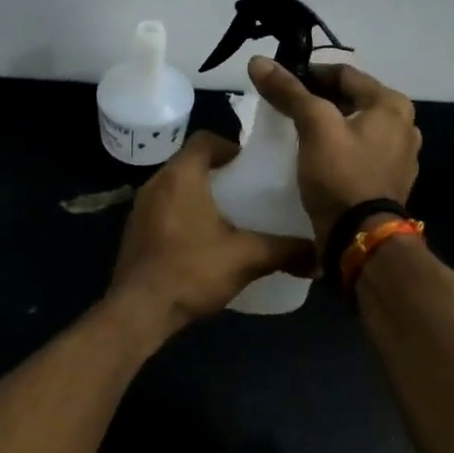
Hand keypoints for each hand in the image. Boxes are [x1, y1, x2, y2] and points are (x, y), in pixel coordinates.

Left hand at [106, 131, 311, 341]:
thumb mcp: (245, 258)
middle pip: (190, 162)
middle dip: (218, 172)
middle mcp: (156, 182)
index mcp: (181, 175)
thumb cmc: (191, 270)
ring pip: (175, 186)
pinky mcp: (134, 231)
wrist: (137, 312)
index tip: (251, 165)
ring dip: (199, 194)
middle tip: (246, 190)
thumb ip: (284, 251)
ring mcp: (140, 207)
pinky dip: (182, 213)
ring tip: (228, 215)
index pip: (205, 139)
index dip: (230, 147)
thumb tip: (319, 255)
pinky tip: (201, 240)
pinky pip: (163, 208)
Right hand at [247, 57, 420, 248]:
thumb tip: (258, 60)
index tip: (279, 82)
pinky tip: (316, 157)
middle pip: (351, 99)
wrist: (361, 240)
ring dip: (328, 125)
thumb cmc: (341, 174)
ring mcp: (400, 156)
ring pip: (355, 126)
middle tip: (285, 106)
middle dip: (318, 100)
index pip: (344, 74)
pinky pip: (359, 152)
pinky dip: (338, 148)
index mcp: (392, 105)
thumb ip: (288, 91)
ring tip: (297, 131)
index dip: (309, 73)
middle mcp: (404, 125)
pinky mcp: (389, 181)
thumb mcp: (313, 126)